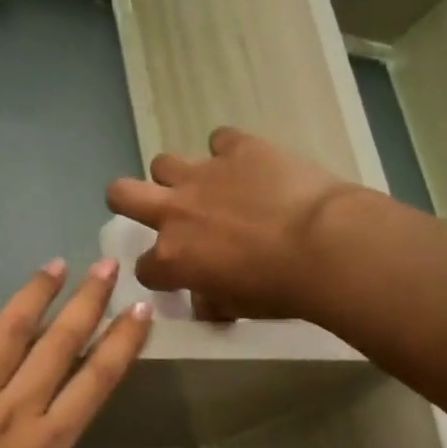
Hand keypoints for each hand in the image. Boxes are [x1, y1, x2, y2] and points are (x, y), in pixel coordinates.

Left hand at [0, 260, 152, 447]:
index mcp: (49, 445)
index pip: (97, 380)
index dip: (122, 341)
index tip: (139, 310)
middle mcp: (15, 410)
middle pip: (59, 344)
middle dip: (88, 301)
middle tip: (105, 266)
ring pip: (7, 332)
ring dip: (34, 295)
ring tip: (53, 265)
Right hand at [106, 127, 360, 319]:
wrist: (325, 245)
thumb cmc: (279, 289)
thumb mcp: (237, 307)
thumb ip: (211, 300)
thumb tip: (205, 298)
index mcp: (172, 257)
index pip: (144, 267)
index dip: (158, 272)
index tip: (176, 273)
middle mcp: (175, 211)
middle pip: (121, 193)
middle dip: (128, 201)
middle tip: (153, 209)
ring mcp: (204, 174)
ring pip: (163, 162)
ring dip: (178, 176)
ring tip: (206, 186)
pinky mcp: (238, 147)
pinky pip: (221, 139)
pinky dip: (230, 151)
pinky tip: (249, 163)